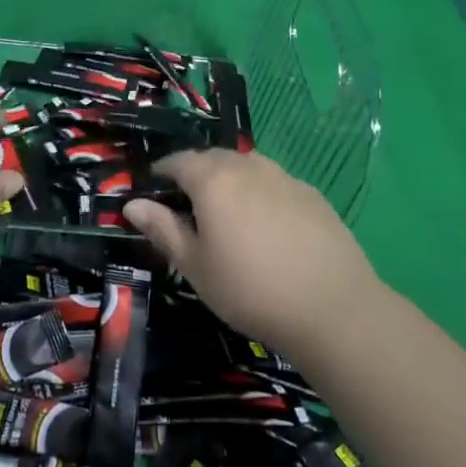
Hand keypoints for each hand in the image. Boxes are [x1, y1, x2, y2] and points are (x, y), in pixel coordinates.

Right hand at [124, 149, 381, 360]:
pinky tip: (265, 226)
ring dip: (229, 180)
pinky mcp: (311, 194)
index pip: (178, 160)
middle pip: (212, 158)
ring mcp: (284, 177)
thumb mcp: (195, 265)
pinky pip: (274, 183)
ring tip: (226, 213)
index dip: (161, 172)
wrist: (332, 308)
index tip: (153, 190)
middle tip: (187, 205)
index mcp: (213, 179)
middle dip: (194, 174)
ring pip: (245, 167)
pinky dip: (259, 193)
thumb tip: (133, 204)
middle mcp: (248, 166)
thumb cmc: (250, 289)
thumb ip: (162, 229)